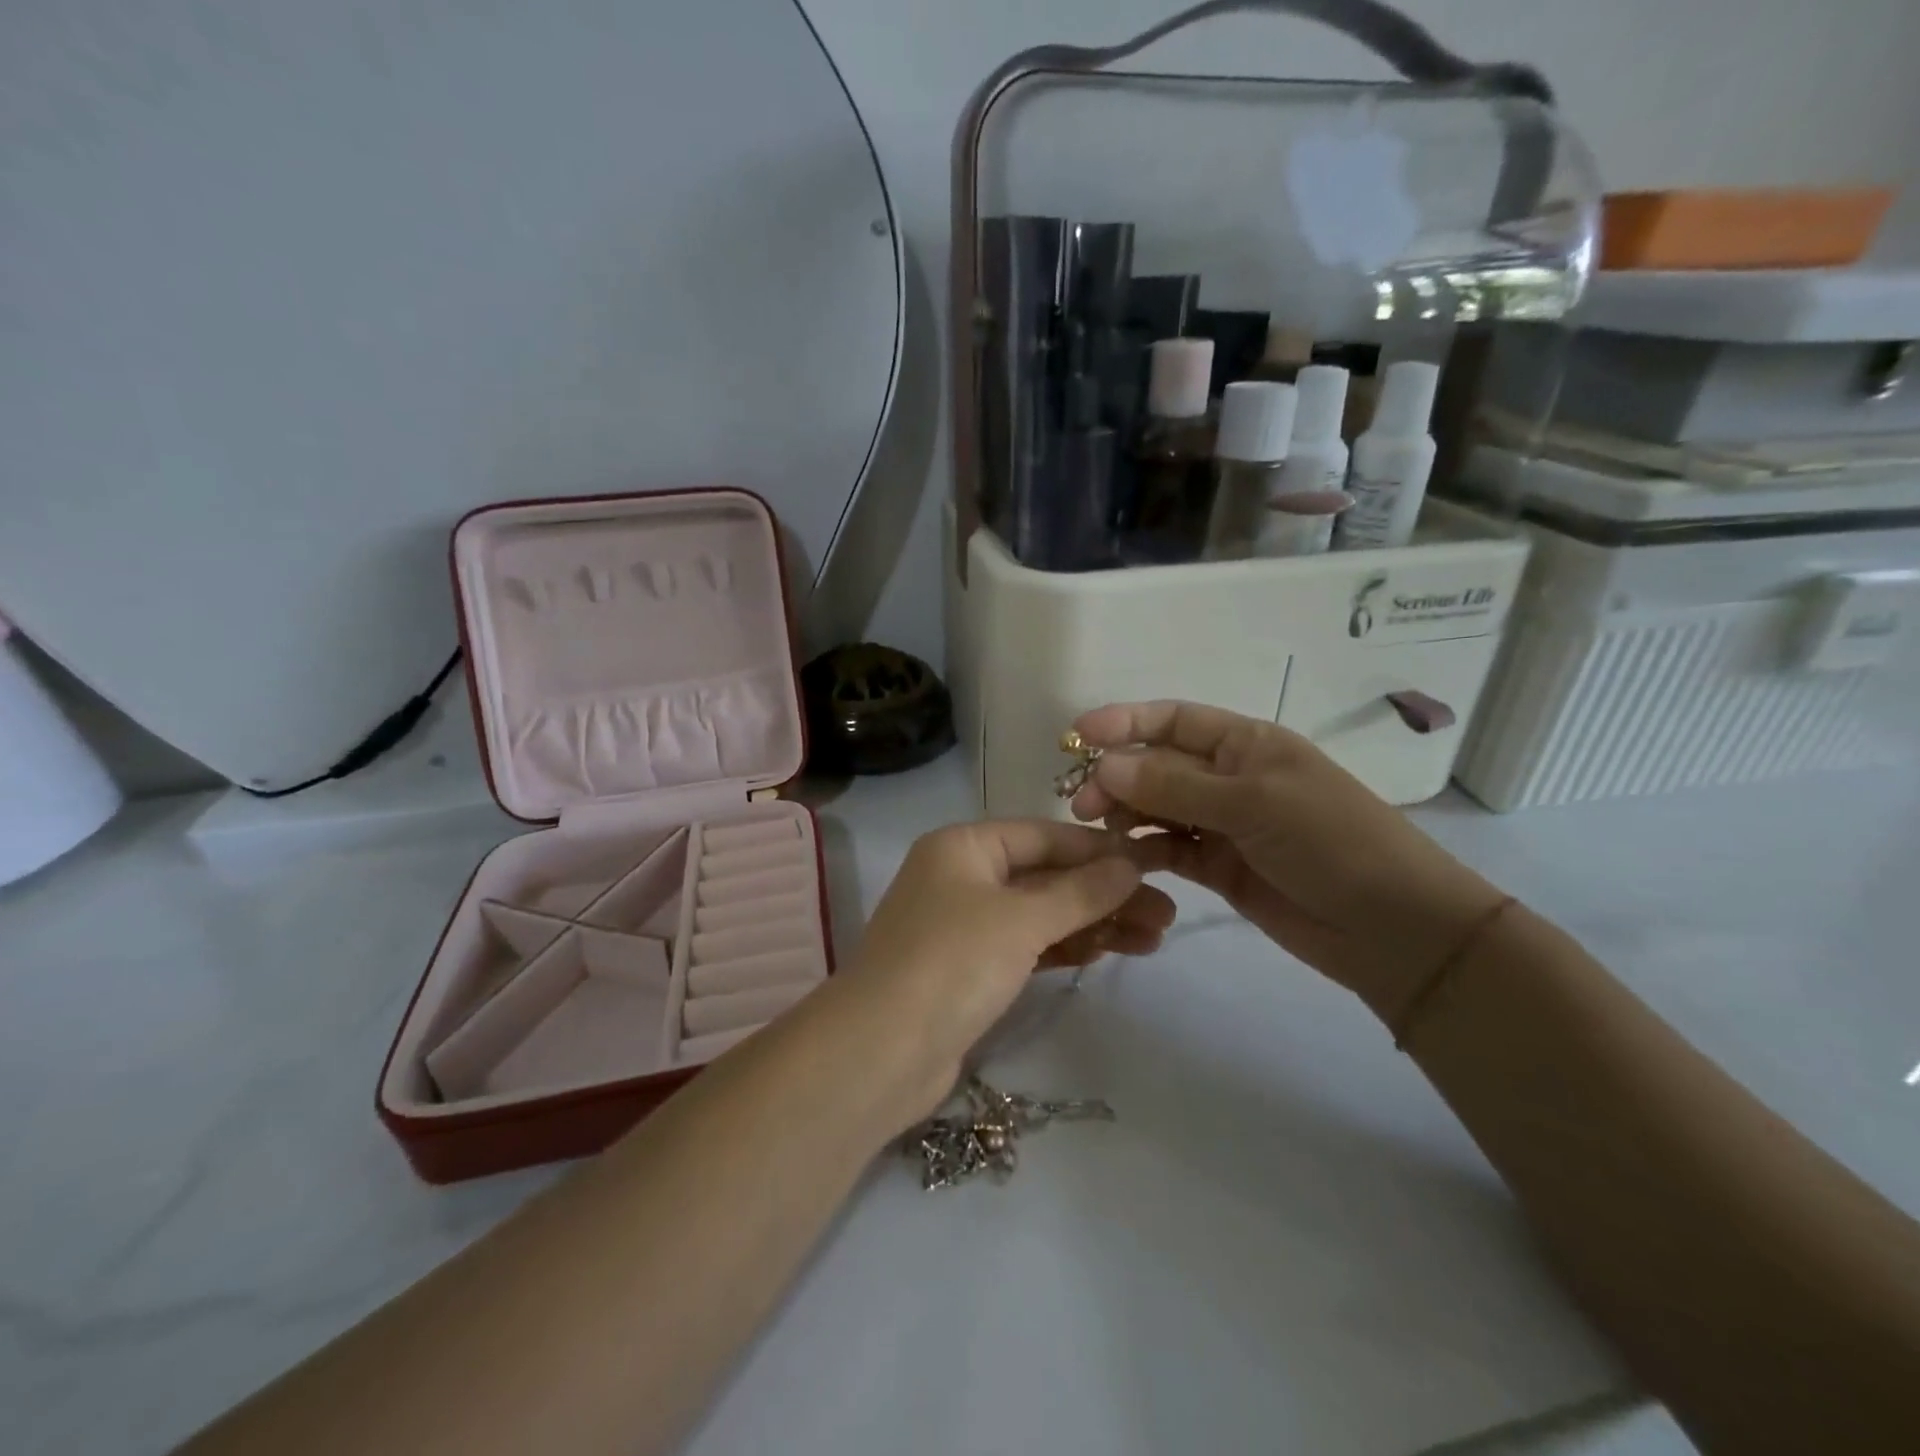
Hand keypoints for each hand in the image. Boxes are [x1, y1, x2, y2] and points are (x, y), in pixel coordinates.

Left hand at [841, 820, 1176, 1123]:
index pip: (1043, 835)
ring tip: (1154, 938)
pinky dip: (1065, 948)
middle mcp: (961, 877)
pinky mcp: (970, 970)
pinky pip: (1027, 946)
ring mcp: (964, 926)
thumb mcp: (1021, 919)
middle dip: (1104, 893)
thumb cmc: (952, 963)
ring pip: (1040, 914)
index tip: (1152, 863)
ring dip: (1093, 923)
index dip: (1098, 849)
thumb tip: (1131, 864)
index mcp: (963, 846)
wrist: (881, 1052)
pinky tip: (1108, 952)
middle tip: (1166, 914)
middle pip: (1045, 876)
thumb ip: (1080, 891)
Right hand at [1068, 700, 1504, 1019]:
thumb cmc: (1330, 841)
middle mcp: (1230, 777)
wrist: (1392, 928)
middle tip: (1082, 804)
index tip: (1078, 735)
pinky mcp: (1219, 867)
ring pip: (1158, 809)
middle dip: (1118, 776)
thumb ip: (1175, 786)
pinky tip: (1122, 860)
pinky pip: (1170, 850)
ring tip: (1098, 832)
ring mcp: (1224, 824)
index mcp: (1246, 744)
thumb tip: (1107, 765)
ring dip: (1127, 815)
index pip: (1175, 720)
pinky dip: (1145, 852)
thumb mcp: (1253, 803)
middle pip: (1158, 765)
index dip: (1126, 722)